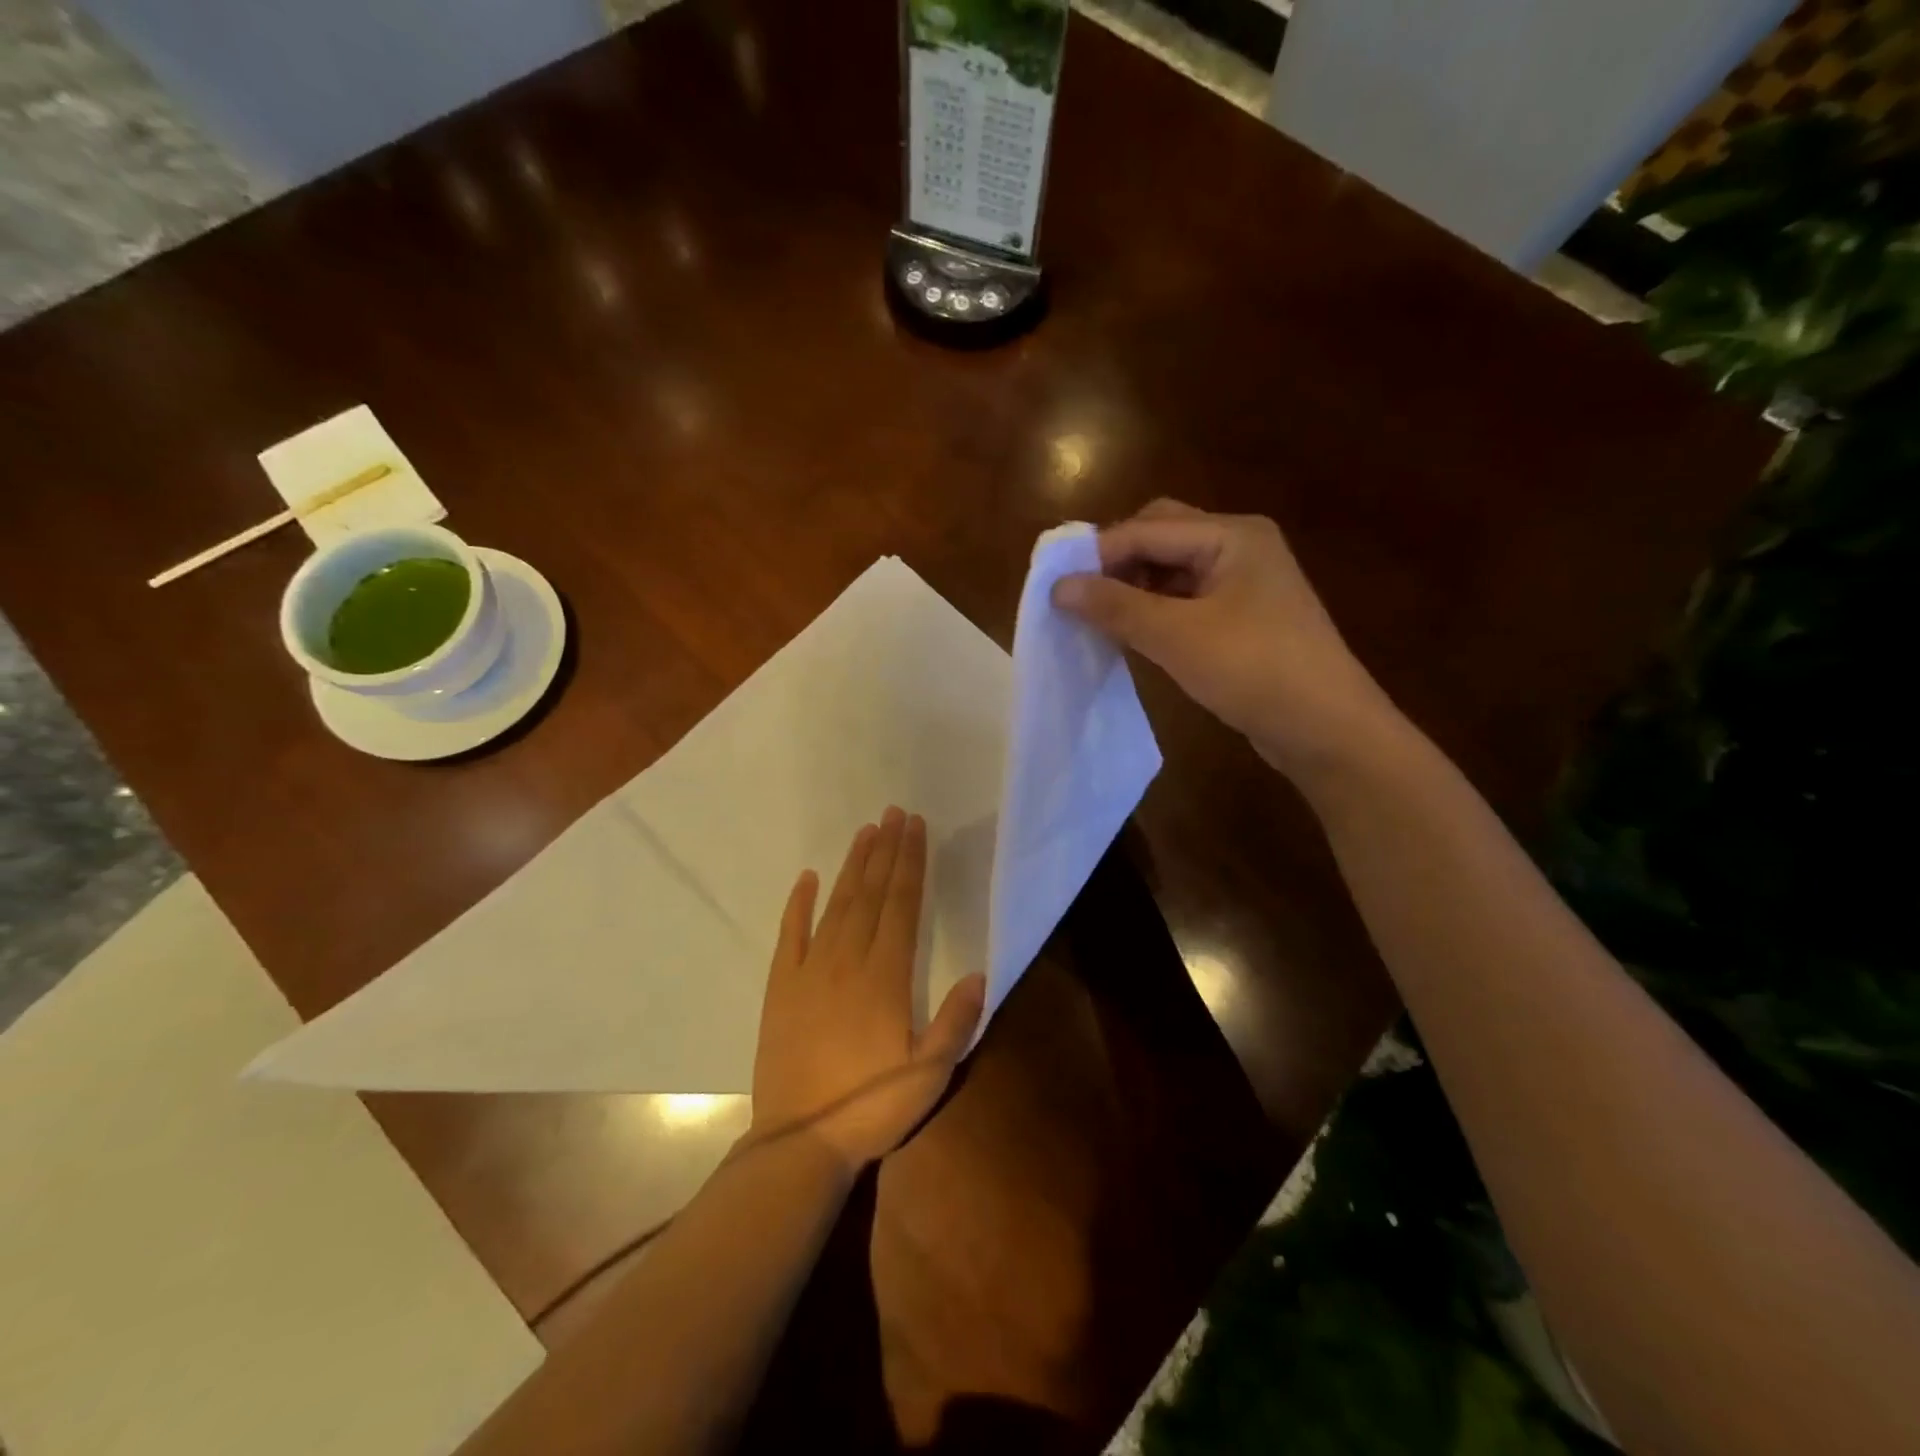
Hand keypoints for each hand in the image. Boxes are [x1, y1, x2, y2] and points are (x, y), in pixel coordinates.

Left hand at [749, 807, 986, 1173]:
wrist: (799, 1142)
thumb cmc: (871, 1108)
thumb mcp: (929, 1075)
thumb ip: (956, 1022)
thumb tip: (981, 973)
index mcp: (885, 977)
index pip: (901, 905)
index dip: (910, 863)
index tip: (915, 828)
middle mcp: (848, 961)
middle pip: (870, 894)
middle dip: (885, 851)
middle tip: (894, 813)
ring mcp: (810, 971)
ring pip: (836, 906)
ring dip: (852, 867)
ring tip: (865, 833)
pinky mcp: (782, 987)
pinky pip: (790, 935)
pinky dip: (798, 904)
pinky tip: (806, 878)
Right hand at [1052, 499, 1404, 782]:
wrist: (1327, 729)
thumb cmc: (1254, 670)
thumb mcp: (1177, 636)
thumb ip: (1115, 606)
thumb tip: (1058, 586)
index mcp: (1231, 535)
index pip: (1147, 528)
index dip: (1098, 554)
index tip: (1055, 586)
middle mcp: (1240, 546)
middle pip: (1161, 537)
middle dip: (1117, 563)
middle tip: (1081, 598)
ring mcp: (1245, 583)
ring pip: (1172, 569)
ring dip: (1134, 588)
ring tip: (1099, 619)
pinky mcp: (1245, 617)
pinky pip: (1187, 599)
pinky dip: (1156, 610)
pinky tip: (1134, 635)